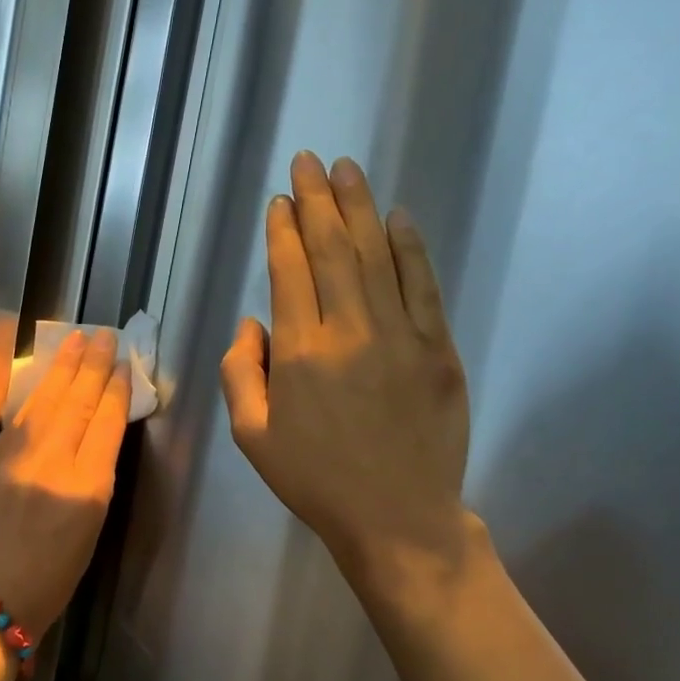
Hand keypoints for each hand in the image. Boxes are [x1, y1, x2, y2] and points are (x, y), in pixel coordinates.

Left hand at [0, 329, 130, 634]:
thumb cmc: (52, 576)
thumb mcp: (91, 528)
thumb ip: (95, 476)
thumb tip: (96, 433)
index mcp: (87, 489)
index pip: (106, 424)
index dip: (116, 390)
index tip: (123, 365)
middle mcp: (52, 466)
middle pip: (77, 403)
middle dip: (93, 365)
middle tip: (104, 336)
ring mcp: (15, 459)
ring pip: (45, 402)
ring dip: (63, 367)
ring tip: (77, 340)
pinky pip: (18, 419)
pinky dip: (35, 394)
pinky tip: (45, 376)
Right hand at [220, 152, 472, 622]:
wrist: (397, 518)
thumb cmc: (315, 480)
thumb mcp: (251, 436)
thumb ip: (239, 373)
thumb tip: (252, 324)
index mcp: (299, 353)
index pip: (289, 272)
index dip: (282, 231)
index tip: (280, 200)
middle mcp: (349, 331)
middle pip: (332, 249)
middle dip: (317, 201)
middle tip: (308, 162)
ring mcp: (401, 335)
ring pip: (376, 255)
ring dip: (360, 208)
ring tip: (346, 170)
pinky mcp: (440, 348)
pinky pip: (423, 285)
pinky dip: (409, 247)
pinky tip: (397, 218)